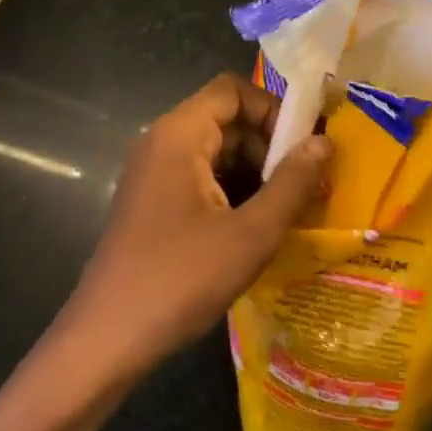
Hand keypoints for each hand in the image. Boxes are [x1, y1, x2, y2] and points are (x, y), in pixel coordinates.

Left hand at [60, 74, 330, 379]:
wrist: (107, 340)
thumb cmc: (180, 278)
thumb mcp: (251, 233)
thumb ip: (292, 182)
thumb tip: (325, 142)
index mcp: (180, 134)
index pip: (233, 90)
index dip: (273, 108)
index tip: (305, 147)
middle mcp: (163, 143)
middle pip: (227, 119)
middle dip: (270, 145)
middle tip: (308, 183)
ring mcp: (155, 174)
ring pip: (217, 151)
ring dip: (256, 172)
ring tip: (291, 208)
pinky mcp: (154, 203)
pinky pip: (202, 178)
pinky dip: (234, 191)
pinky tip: (258, 227)